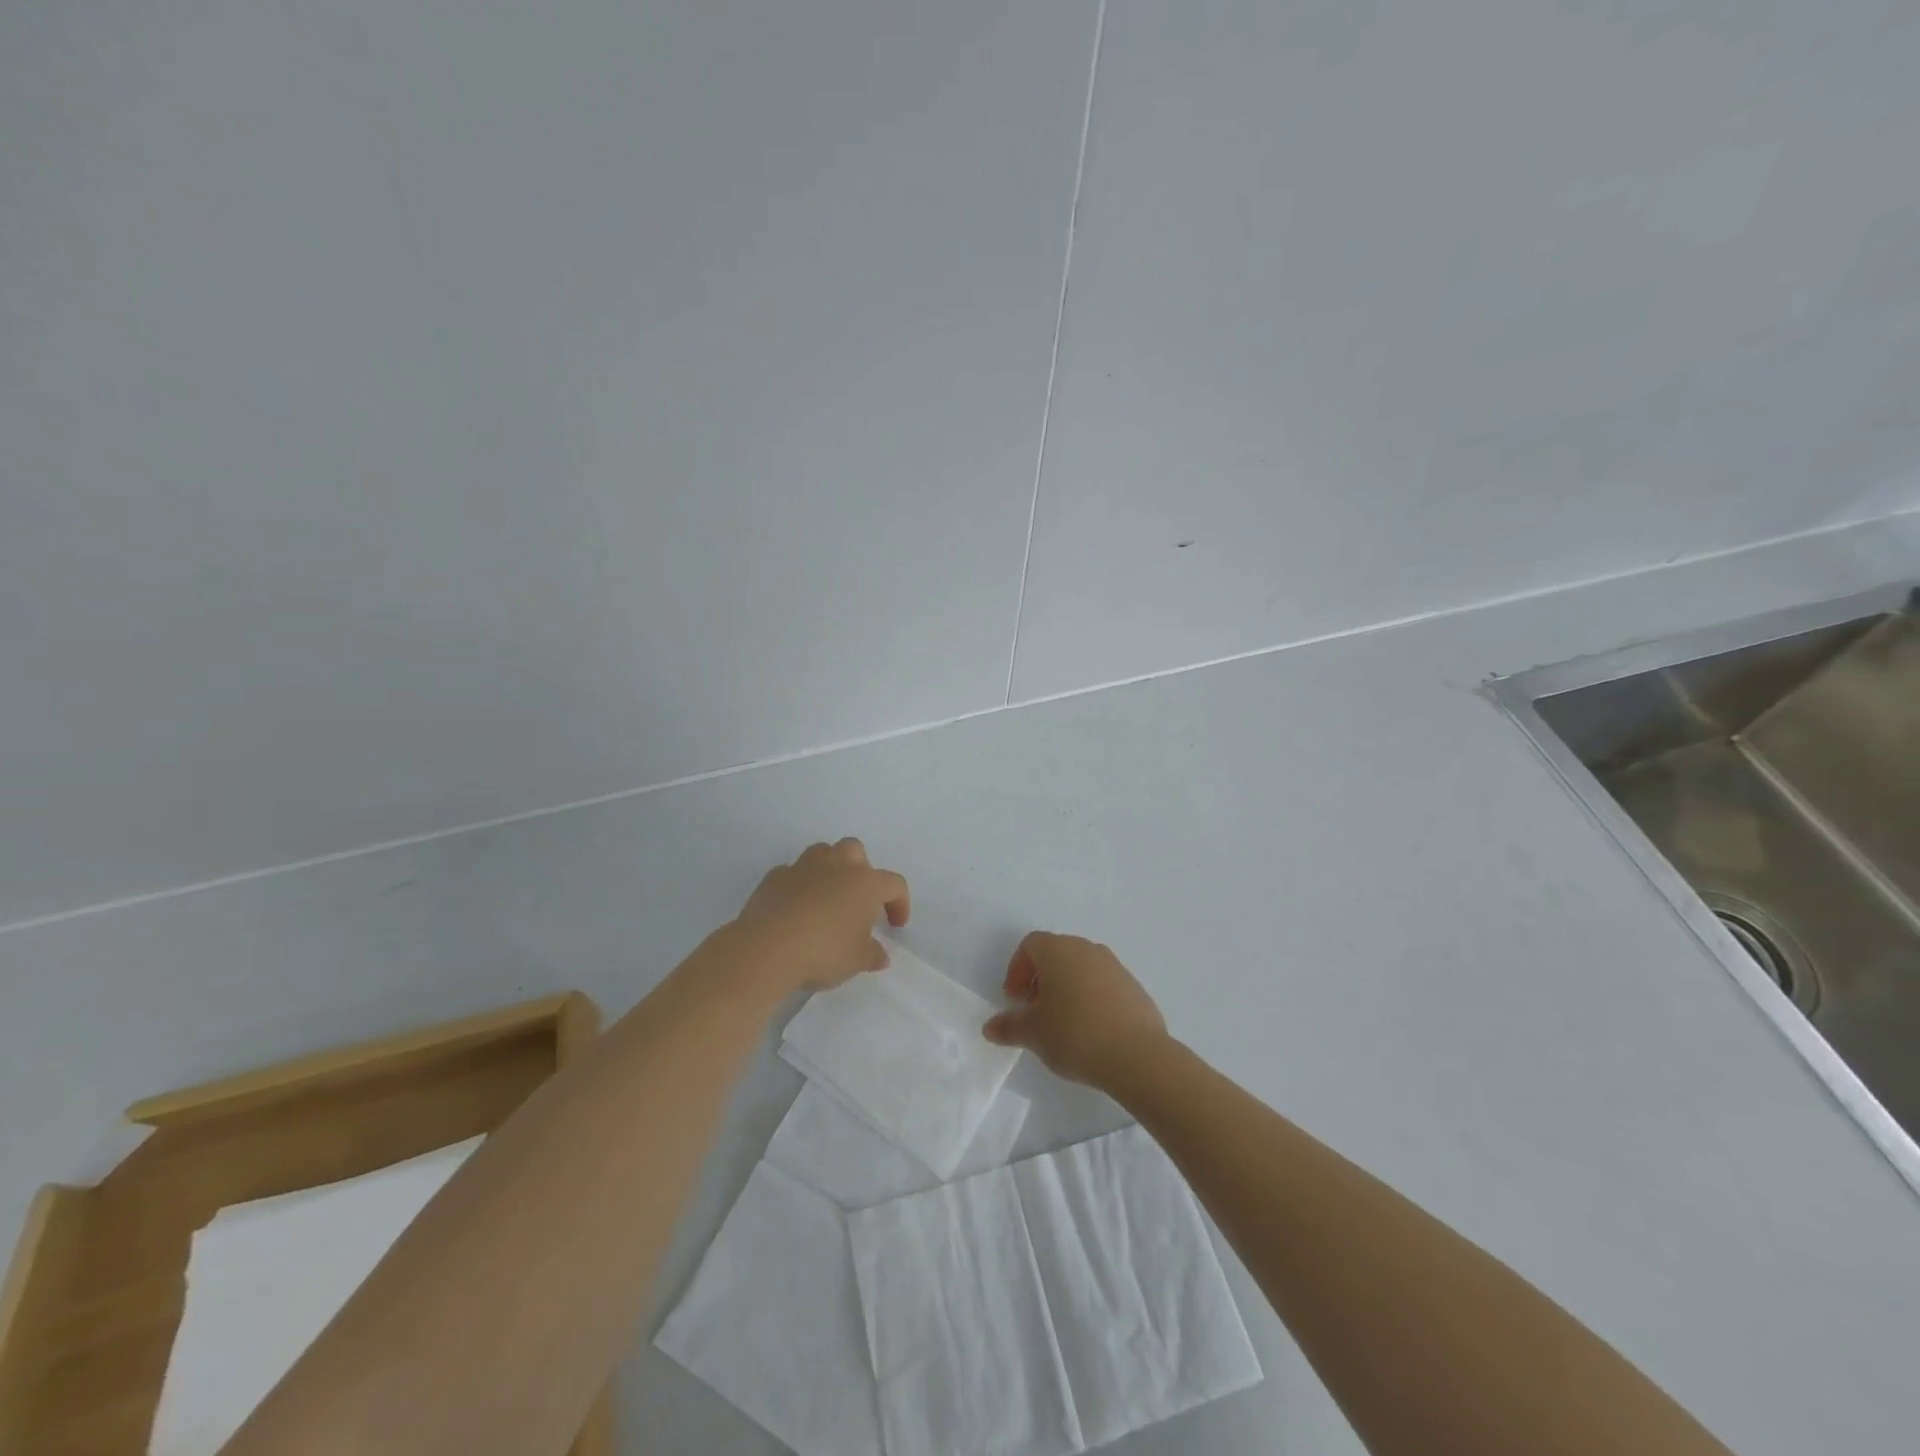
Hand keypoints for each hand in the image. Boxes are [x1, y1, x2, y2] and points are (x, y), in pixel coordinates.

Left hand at [728, 839, 910, 993]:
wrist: (766, 949)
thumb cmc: (823, 952)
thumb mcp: (857, 961)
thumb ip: (873, 955)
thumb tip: (880, 954)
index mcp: (865, 883)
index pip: (894, 884)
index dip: (900, 903)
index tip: (895, 925)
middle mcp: (837, 866)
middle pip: (856, 851)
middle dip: (861, 870)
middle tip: (858, 900)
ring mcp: (803, 867)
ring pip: (823, 853)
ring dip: (829, 870)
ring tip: (826, 898)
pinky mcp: (775, 876)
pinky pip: (793, 873)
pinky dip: (799, 885)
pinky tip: (795, 909)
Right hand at [983, 932, 1167, 1087]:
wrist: (1137, 1055)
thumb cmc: (1074, 1034)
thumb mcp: (1033, 1033)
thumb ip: (1009, 1026)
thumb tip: (990, 1027)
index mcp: (1059, 950)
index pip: (1030, 944)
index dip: (1017, 969)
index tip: (1015, 999)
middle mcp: (1087, 949)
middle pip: (1056, 953)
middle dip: (1041, 978)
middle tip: (1034, 1010)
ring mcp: (1115, 966)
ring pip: (1081, 968)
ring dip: (1066, 988)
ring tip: (1062, 1023)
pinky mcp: (1134, 987)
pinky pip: (1103, 985)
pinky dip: (1091, 998)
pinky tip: (1091, 1030)